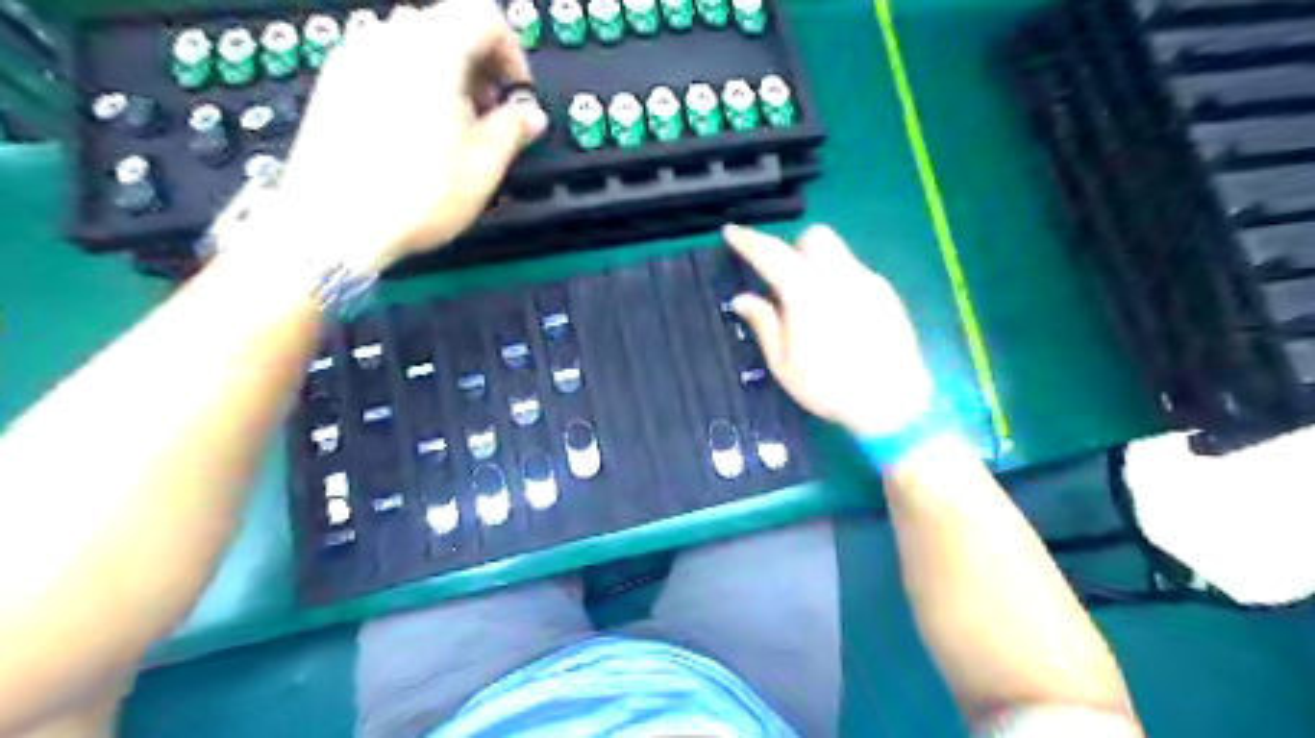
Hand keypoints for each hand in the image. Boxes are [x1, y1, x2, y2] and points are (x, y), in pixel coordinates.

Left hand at [273, 0, 547, 274]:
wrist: (334, 223)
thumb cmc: (418, 193)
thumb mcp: (484, 165)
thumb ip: (513, 129)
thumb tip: (529, 114)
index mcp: (432, 50)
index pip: (484, 16)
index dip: (513, 53)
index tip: (517, 95)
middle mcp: (388, 39)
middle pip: (447, 24)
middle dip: (480, 64)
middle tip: (490, 114)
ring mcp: (353, 57)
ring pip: (414, 44)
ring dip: (447, 73)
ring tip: (454, 126)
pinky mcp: (333, 82)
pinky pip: (385, 64)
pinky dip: (413, 83)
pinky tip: (417, 132)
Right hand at [718, 222, 934, 433]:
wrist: (893, 403)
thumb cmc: (829, 388)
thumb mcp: (784, 364)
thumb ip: (764, 324)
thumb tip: (742, 298)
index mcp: (808, 293)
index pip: (772, 253)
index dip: (748, 241)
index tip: (730, 232)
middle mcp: (840, 276)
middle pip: (814, 236)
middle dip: (793, 248)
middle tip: (783, 280)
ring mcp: (869, 282)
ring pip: (838, 252)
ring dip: (816, 263)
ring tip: (811, 304)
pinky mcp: (887, 294)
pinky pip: (855, 272)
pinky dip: (837, 280)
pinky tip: (839, 317)